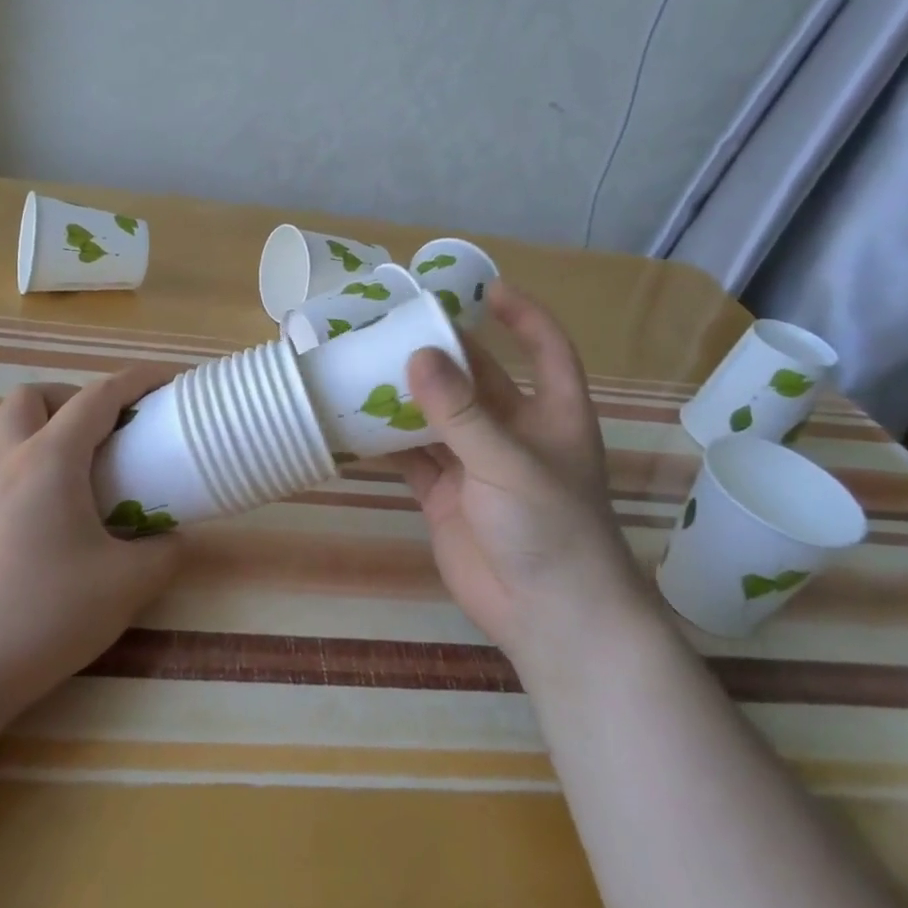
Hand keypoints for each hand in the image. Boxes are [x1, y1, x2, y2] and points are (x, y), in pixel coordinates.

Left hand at [0, 368, 182, 714]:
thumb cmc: (44, 615)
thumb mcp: (126, 585)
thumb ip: (162, 553)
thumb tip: (171, 539)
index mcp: (48, 459)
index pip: (96, 398)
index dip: (135, 381)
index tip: (166, 380)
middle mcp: (3, 459)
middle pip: (33, 396)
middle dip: (74, 397)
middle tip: (106, 431)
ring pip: (2, 425)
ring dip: (40, 424)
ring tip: (73, 463)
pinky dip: (20, 458)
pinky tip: (41, 505)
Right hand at [398, 282, 644, 662]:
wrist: (550, 619)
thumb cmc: (550, 529)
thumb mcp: (508, 462)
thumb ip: (460, 412)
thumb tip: (417, 355)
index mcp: (552, 414)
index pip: (545, 349)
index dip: (523, 317)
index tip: (485, 288)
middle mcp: (513, 432)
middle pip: (476, 378)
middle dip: (441, 352)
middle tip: (394, 322)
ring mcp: (476, 465)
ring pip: (436, 417)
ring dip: (405, 395)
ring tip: (363, 362)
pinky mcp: (446, 496)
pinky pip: (412, 458)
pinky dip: (386, 442)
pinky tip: (354, 421)